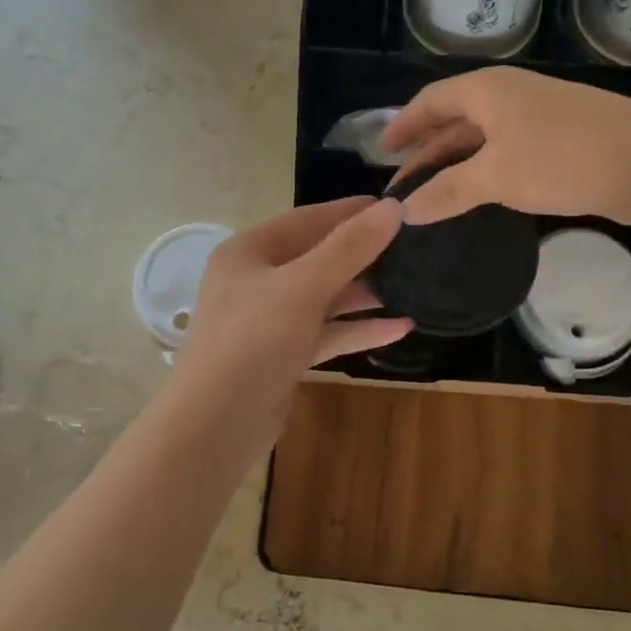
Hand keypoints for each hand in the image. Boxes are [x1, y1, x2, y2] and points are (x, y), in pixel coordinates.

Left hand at [168, 197, 410, 446]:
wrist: (216, 424)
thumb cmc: (253, 340)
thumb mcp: (303, 287)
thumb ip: (349, 248)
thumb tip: (393, 208)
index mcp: (249, 251)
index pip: (307, 219)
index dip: (351, 212)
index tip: (397, 206)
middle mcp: (257, 280)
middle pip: (317, 257)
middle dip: (363, 254)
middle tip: (413, 247)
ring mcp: (270, 320)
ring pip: (324, 297)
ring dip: (364, 293)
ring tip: (414, 285)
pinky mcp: (284, 355)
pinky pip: (326, 332)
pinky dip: (358, 329)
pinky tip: (400, 328)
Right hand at [379, 66, 630, 224]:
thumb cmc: (563, 160)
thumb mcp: (496, 177)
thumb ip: (447, 192)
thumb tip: (404, 210)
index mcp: (487, 91)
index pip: (430, 101)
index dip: (403, 125)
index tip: (380, 151)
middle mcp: (510, 94)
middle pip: (455, 119)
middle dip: (427, 150)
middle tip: (402, 184)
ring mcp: (539, 115)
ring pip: (483, 138)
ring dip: (456, 164)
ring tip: (433, 194)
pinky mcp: (561, 139)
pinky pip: (508, 151)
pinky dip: (485, 171)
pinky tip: (480, 196)